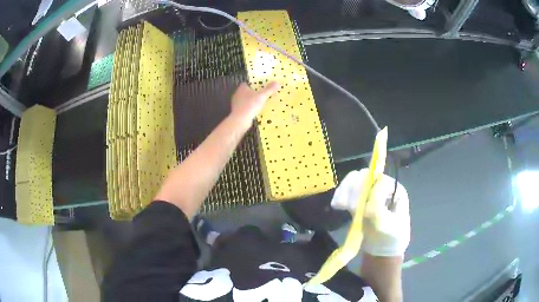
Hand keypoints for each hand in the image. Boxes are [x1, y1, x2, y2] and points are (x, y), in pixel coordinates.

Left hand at [230, 82, 278, 129]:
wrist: (240, 120)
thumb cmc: (250, 105)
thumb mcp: (262, 96)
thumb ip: (269, 89)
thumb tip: (277, 83)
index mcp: (242, 88)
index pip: (246, 84)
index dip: (252, 84)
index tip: (258, 87)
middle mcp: (237, 94)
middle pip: (245, 92)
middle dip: (252, 93)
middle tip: (261, 95)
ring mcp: (236, 104)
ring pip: (244, 100)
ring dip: (250, 101)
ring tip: (259, 104)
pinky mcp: (237, 111)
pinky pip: (244, 108)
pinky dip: (249, 109)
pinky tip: (254, 112)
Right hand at [331, 169, 410, 256]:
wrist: (383, 248)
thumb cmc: (391, 238)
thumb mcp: (390, 228)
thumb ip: (380, 214)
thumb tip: (365, 206)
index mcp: (395, 190)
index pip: (381, 181)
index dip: (371, 193)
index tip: (364, 211)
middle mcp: (382, 186)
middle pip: (366, 176)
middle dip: (354, 189)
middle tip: (346, 206)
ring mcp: (369, 191)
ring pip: (354, 179)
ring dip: (344, 190)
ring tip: (339, 204)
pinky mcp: (357, 198)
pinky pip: (347, 189)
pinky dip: (340, 194)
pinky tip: (336, 205)